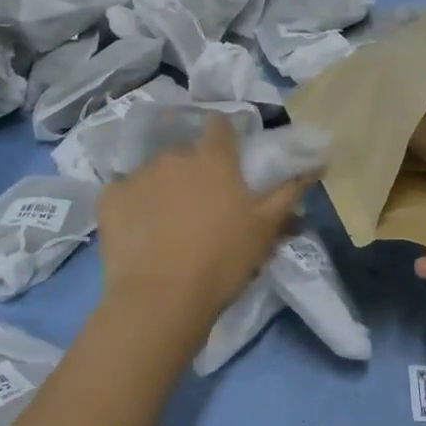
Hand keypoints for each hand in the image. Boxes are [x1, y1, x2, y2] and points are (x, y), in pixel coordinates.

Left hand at [97, 117, 312, 350]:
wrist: (160, 300)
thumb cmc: (222, 260)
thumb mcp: (266, 228)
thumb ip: (290, 191)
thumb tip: (316, 163)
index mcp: (213, 158)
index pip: (220, 125)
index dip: (224, 138)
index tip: (229, 160)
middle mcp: (174, 155)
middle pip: (186, 153)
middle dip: (193, 171)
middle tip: (201, 205)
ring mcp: (138, 174)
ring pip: (155, 173)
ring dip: (163, 188)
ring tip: (167, 224)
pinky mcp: (109, 197)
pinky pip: (124, 193)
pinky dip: (133, 206)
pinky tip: (139, 233)